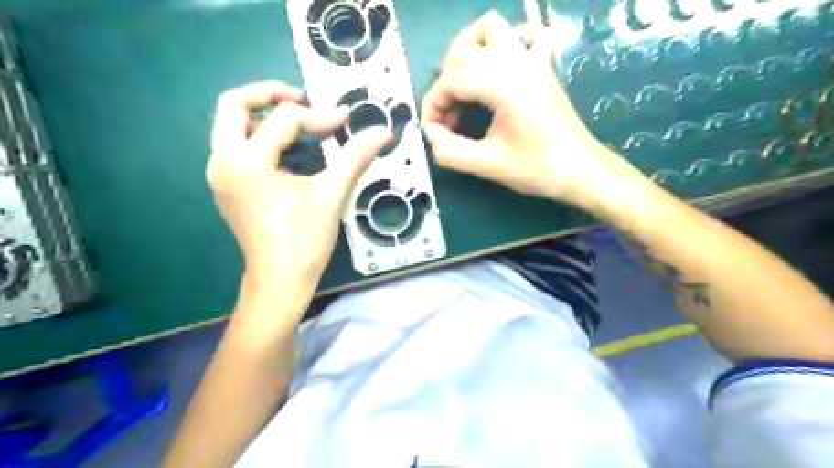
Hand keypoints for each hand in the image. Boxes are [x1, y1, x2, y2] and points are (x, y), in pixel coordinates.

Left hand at [208, 80, 390, 296]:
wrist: (279, 281)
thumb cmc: (304, 240)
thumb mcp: (332, 194)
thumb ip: (356, 157)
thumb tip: (384, 131)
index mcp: (247, 161)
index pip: (284, 119)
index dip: (320, 116)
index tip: (347, 121)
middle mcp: (223, 161)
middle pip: (233, 105)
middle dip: (269, 94)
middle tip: (302, 98)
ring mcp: (220, 174)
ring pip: (230, 125)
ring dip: (262, 115)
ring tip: (297, 123)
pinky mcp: (226, 187)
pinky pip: (235, 146)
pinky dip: (258, 137)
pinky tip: (287, 151)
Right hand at [424, 9, 611, 203]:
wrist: (581, 170)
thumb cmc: (538, 169)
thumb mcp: (487, 165)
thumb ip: (450, 151)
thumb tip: (430, 133)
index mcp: (503, 85)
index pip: (450, 80)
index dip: (433, 105)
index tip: (434, 132)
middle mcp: (516, 61)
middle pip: (462, 52)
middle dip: (445, 84)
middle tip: (449, 119)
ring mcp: (532, 59)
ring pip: (489, 28)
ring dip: (467, 51)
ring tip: (463, 85)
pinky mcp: (542, 64)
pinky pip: (522, 34)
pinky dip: (503, 43)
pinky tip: (498, 68)